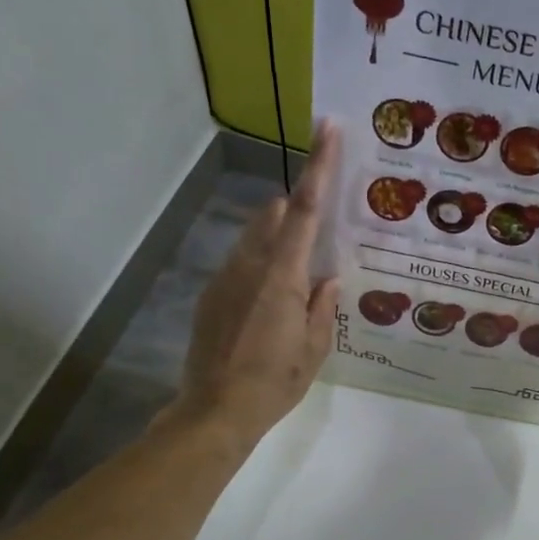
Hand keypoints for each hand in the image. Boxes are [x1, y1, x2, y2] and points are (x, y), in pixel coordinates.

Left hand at [177, 123, 340, 452]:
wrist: (214, 412)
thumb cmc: (273, 383)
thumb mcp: (314, 350)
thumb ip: (323, 307)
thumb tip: (328, 278)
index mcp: (282, 276)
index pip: (306, 210)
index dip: (319, 166)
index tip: (328, 128)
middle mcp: (249, 266)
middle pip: (275, 217)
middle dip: (296, 210)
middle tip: (317, 223)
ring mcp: (224, 279)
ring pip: (253, 239)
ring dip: (275, 239)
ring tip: (294, 272)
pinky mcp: (210, 296)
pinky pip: (239, 265)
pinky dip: (258, 267)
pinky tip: (268, 301)